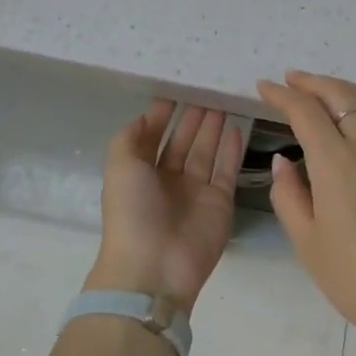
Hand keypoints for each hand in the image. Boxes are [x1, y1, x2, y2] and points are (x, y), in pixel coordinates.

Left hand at [86, 100, 243, 312]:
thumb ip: (129, 137)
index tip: (176, 89)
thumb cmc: (132, 212)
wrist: (155, 266)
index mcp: (139, 173)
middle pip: (182, 142)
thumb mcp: (119, 166)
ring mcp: (195, 192)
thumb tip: (145, 116)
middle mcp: (167, 180)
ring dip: (212, 128)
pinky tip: (236, 126)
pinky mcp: (220, 202)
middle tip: (206, 90)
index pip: (152, 137)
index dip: (162, 115)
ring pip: (205, 152)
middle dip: (192, 118)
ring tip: (222, 101)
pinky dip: (231, 149)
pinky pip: (226, 169)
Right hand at [256, 71, 355, 345]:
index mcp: (336, 164)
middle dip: (312, 82)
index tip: (265, 87)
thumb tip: (283, 162)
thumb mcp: (307, 242)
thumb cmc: (355, 278)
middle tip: (291, 79)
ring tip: (324, 88)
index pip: (305, 112)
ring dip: (343, 87)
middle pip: (340, 95)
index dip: (281, 95)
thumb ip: (288, 195)